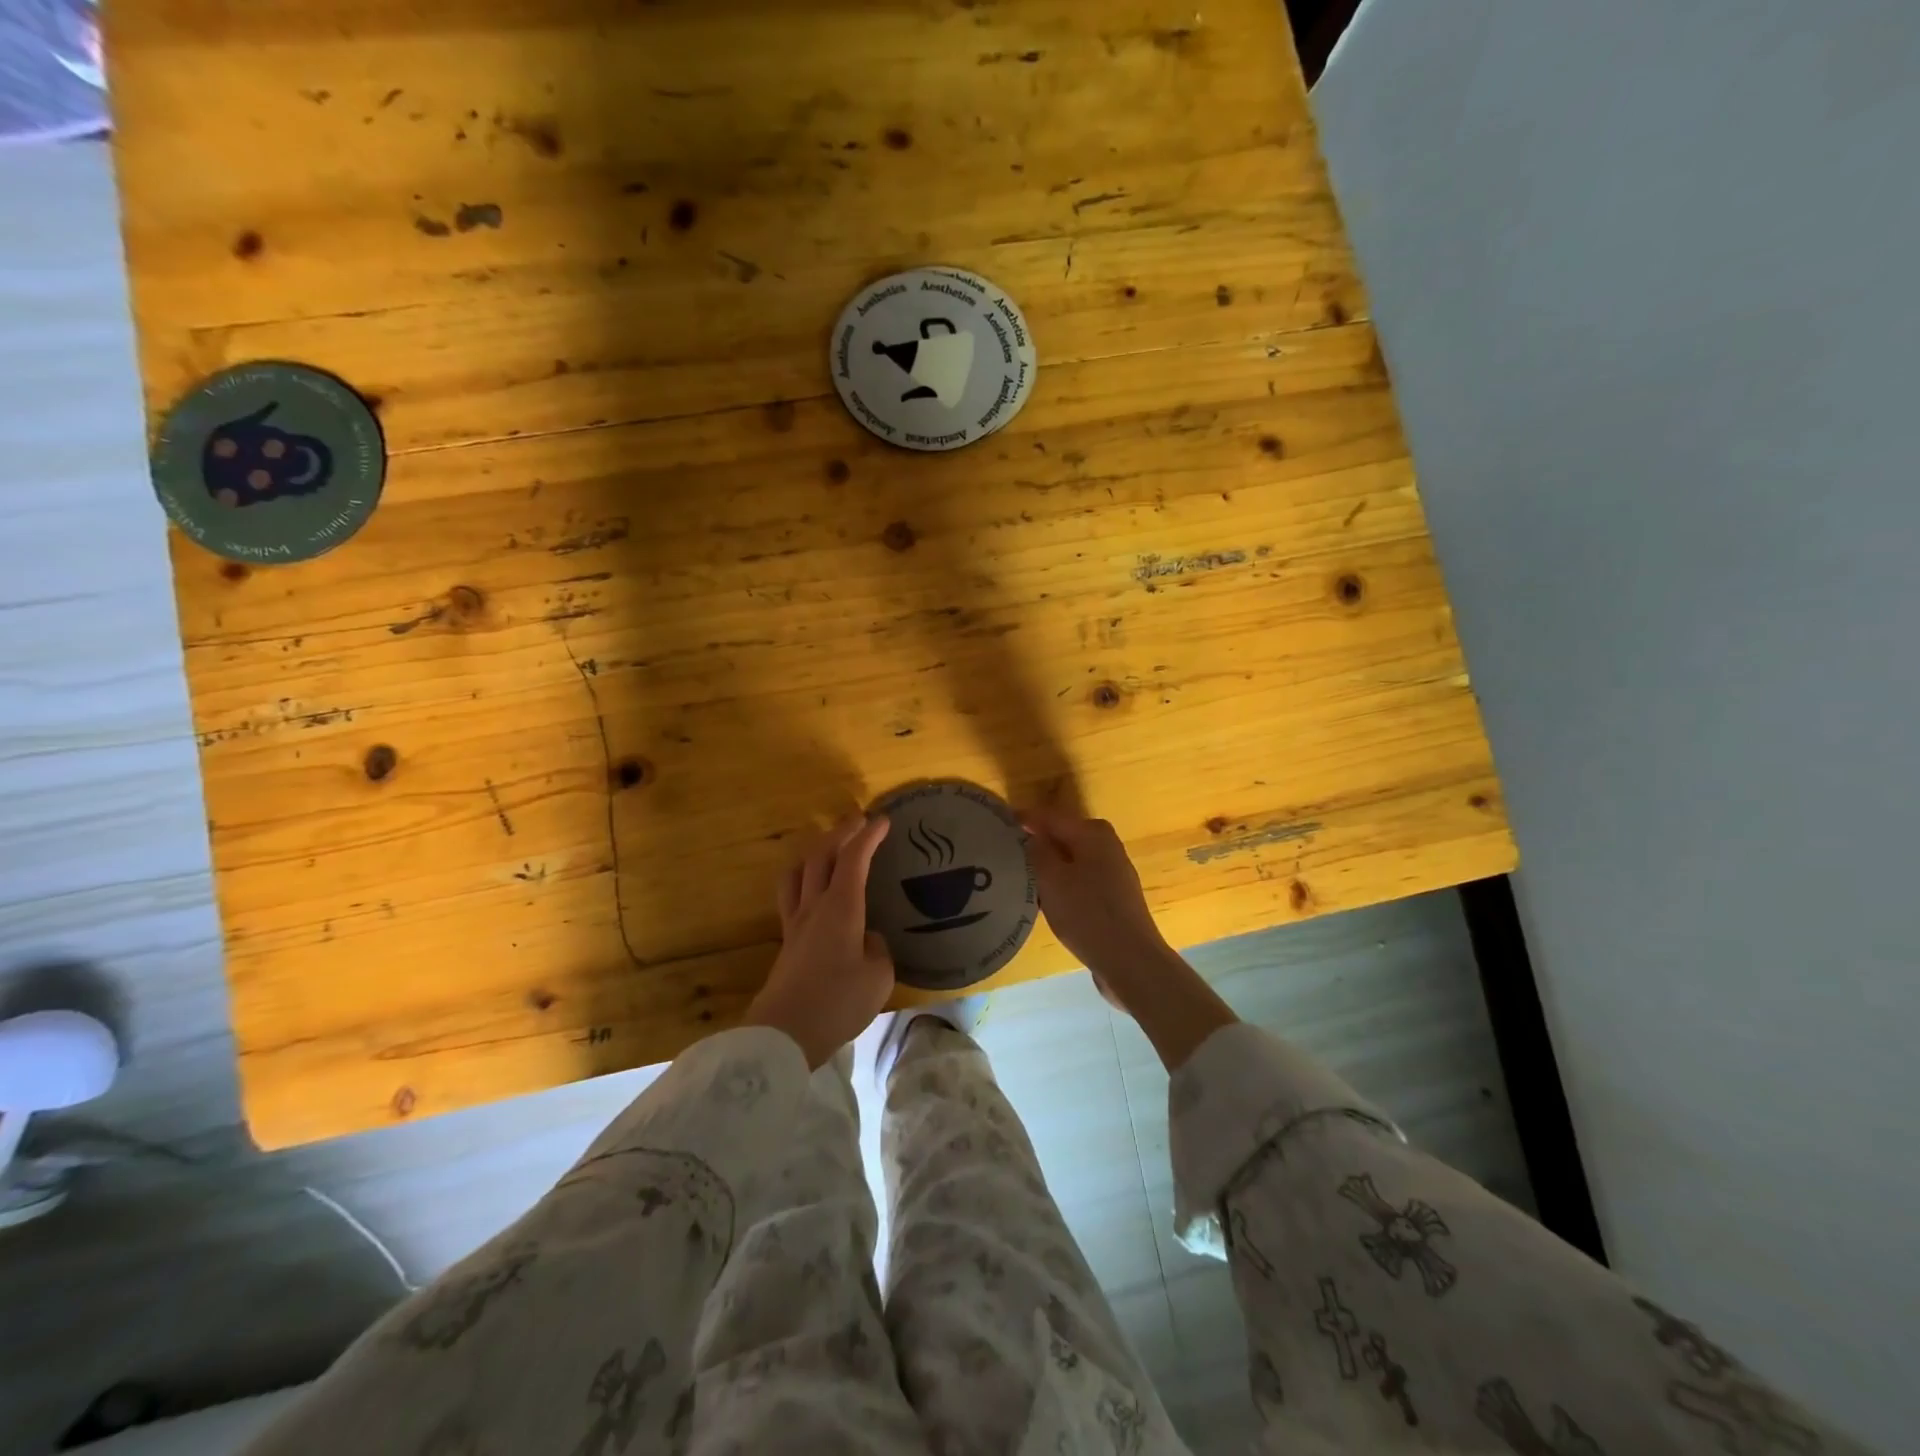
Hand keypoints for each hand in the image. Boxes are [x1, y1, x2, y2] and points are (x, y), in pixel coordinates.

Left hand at [741, 815, 894, 1067]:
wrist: (785, 1034)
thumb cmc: (838, 1002)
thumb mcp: (878, 977)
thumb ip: (878, 949)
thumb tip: (868, 938)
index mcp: (840, 908)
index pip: (853, 859)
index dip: (868, 836)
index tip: (882, 821)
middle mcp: (814, 906)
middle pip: (821, 855)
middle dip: (841, 833)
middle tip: (858, 822)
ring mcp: (795, 923)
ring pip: (797, 872)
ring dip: (815, 851)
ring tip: (828, 848)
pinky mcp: (786, 941)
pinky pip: (791, 894)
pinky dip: (804, 878)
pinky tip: (813, 890)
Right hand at [1023, 806, 1237, 1069]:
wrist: (1130, 960)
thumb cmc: (1086, 913)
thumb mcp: (1051, 878)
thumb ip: (1036, 850)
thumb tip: (1029, 834)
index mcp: (1092, 832)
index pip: (1048, 816)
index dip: (1022, 820)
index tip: (996, 828)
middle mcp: (1107, 845)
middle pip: (1061, 837)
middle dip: (1035, 845)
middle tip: (1004, 858)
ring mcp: (1113, 872)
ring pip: (1071, 860)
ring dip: (1047, 868)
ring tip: (1020, 881)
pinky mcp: (1114, 898)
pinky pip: (1080, 881)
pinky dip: (1062, 885)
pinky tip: (1046, 903)